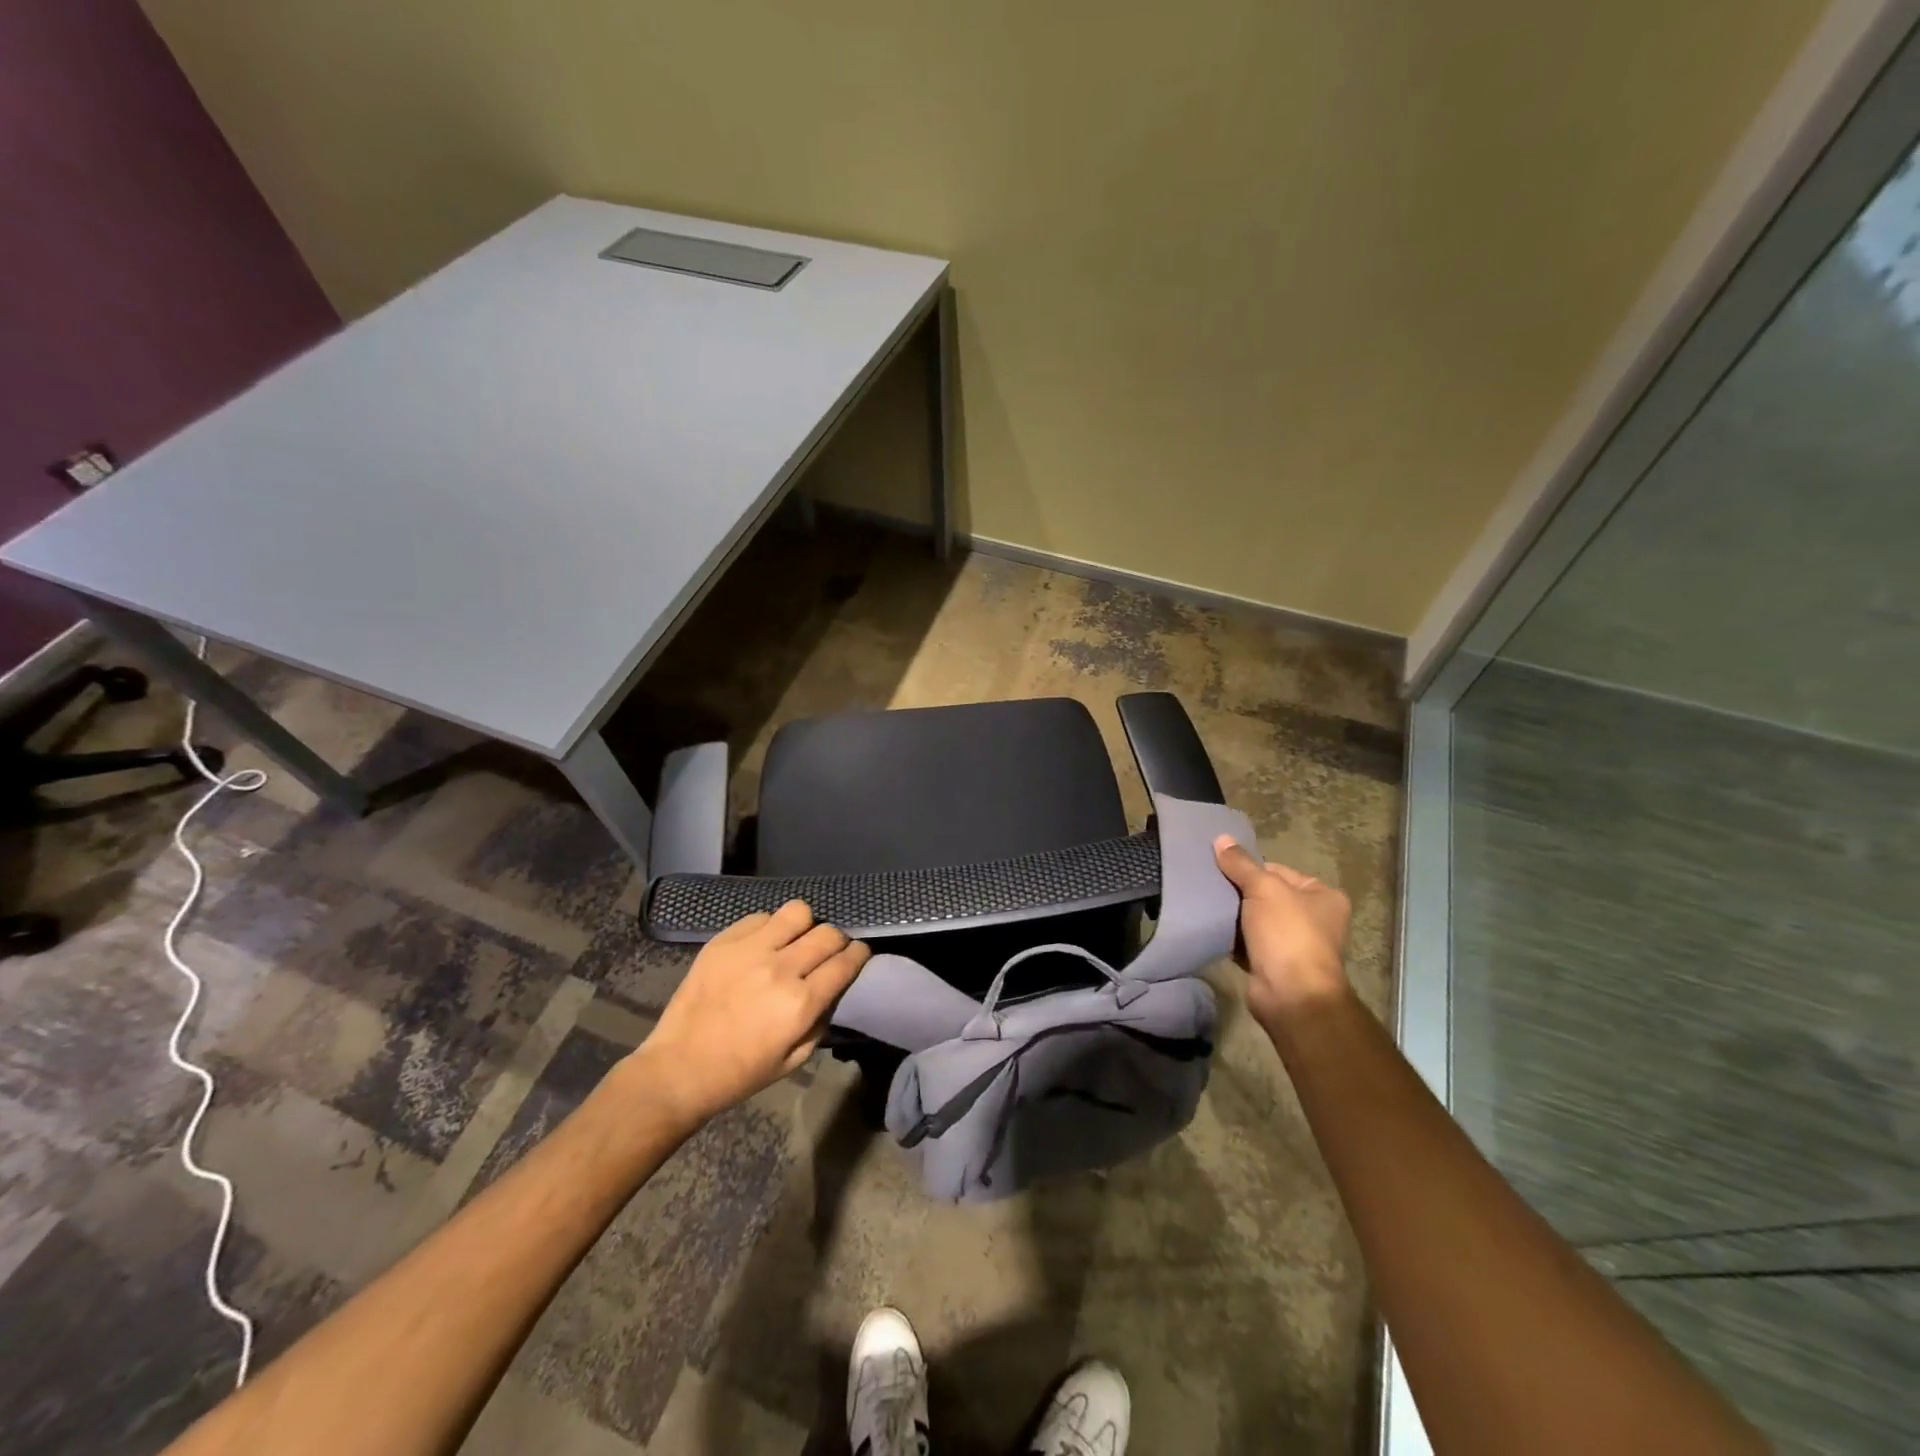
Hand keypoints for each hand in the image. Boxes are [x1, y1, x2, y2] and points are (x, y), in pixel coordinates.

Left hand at [628, 901, 869, 1129]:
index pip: (845, 962)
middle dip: (837, 940)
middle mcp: (780, 969)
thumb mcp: (794, 1059)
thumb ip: (821, 1019)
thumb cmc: (740, 1073)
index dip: (859, 954)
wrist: (678, 1068)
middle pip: (828, 933)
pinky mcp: (724, 941)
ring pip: (798, 912)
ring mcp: (750, 950)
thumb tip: (834, 988)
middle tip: (829, 951)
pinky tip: (764, 945)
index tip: (859, 955)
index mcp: (800, 1004)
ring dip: (805, 926)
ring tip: (796, 940)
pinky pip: (762, 917)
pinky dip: (771, 927)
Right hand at [1213, 836, 1351, 1028]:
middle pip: (1265, 894)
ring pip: (1254, 918)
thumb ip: (1241, 864)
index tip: (1221, 870)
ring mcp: (1294, 943)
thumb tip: (1221, 838)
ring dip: (1233, 915)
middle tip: (1209, 886)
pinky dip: (1232, 937)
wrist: (1290, 995)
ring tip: (1206, 905)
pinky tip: (1212, 928)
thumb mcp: (1263, 889)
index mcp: (1323, 895)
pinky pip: (1247, 941)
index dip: (1249, 869)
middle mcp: (1314, 918)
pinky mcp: (1273, 963)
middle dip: (1238, 892)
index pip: (1278, 870)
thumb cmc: (1287, 934)